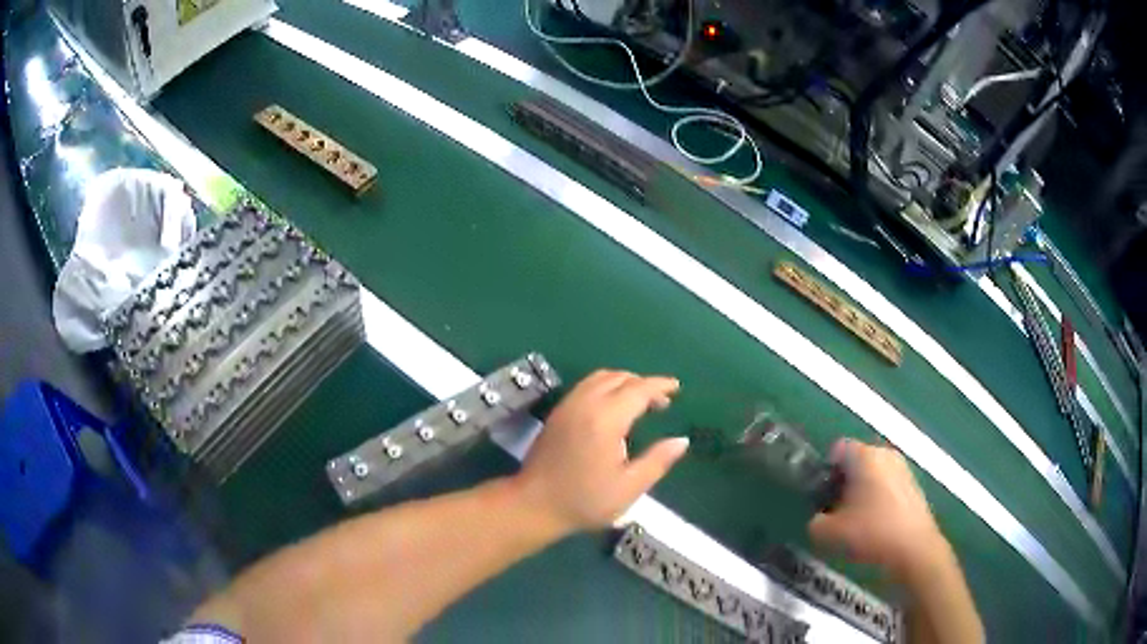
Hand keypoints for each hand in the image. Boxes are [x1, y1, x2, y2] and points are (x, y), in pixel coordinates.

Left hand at [514, 370, 688, 536]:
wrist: (534, 504)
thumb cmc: (585, 500)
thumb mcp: (629, 487)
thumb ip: (658, 461)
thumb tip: (681, 441)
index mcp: (606, 419)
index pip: (638, 390)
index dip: (660, 386)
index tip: (676, 388)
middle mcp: (586, 404)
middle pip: (619, 378)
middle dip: (643, 383)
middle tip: (661, 402)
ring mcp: (568, 406)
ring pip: (600, 378)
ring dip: (623, 382)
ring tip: (639, 402)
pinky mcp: (557, 413)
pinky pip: (586, 386)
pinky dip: (606, 386)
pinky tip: (613, 408)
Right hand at [809, 439, 946, 580]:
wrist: (913, 547)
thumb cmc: (870, 532)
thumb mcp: (829, 533)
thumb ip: (815, 522)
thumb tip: (818, 519)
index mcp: (865, 456)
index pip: (838, 448)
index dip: (826, 471)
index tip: (822, 495)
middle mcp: (886, 454)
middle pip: (857, 461)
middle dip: (844, 482)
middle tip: (836, 510)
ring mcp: (903, 468)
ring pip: (873, 474)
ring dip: (861, 492)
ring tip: (856, 521)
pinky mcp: (913, 486)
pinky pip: (888, 485)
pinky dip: (878, 499)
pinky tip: (876, 525)